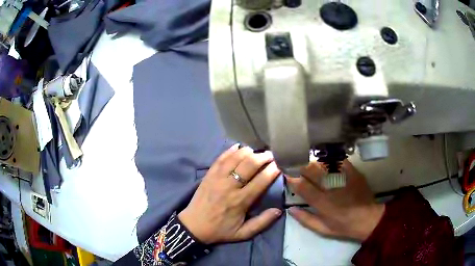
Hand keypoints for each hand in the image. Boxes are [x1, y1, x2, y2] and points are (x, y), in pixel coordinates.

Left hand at [178, 144, 281, 243]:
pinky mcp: (209, 174)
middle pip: (249, 165)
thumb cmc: (220, 230)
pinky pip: (220, 158)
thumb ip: (262, 223)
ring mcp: (217, 178)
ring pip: (235, 158)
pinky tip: (239, 147)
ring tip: (257, 151)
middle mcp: (229, 186)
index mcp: (240, 201)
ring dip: (248, 152)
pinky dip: (230, 151)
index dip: (272, 170)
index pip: (260, 181)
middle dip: (263, 157)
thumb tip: (278, 211)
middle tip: (271, 155)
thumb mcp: (243, 233)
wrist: (194, 226)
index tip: (280, 164)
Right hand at [286, 160, 384, 241]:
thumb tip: (290, 209)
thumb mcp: (322, 229)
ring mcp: (343, 178)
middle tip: (294, 161)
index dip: (292, 178)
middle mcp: (331, 188)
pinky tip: (325, 157)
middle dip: (300, 165)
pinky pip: (339, 161)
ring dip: (313, 161)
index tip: (286, 172)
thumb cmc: (343, 226)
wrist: (368, 218)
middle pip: (312, 171)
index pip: (302, 186)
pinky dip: (330, 158)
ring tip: (307, 159)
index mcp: (322, 203)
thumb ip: (305, 219)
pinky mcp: (353, 172)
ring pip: (324, 164)